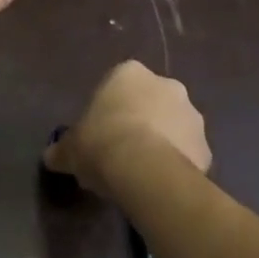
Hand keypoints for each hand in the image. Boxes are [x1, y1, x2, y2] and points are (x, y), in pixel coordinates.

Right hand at [44, 60, 210, 200]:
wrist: (144, 171)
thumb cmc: (101, 143)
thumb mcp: (69, 148)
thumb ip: (62, 149)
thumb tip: (52, 156)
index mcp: (129, 73)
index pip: (118, 84)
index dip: (109, 109)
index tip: (100, 132)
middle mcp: (166, 84)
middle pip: (150, 101)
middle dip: (140, 121)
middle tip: (121, 150)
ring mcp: (192, 114)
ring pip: (173, 126)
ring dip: (162, 141)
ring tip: (142, 171)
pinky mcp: (206, 146)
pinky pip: (188, 153)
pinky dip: (177, 164)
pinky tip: (160, 183)